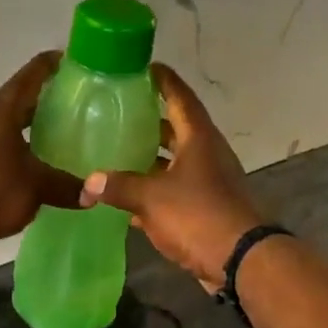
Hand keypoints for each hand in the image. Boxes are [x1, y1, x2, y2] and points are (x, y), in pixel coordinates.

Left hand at [0, 50, 82, 255]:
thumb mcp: (36, 186)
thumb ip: (67, 186)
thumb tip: (95, 193)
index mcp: (1, 111)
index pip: (30, 76)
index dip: (52, 64)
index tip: (76, 60)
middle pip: (19, 100)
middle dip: (47, 99)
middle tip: (78, 102)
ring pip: (9, 125)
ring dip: (32, 127)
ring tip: (62, 134)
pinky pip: (1, 147)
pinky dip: (20, 149)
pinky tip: (36, 166)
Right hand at [79, 63, 263, 290]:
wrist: (240, 260)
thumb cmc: (198, 215)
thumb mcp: (151, 197)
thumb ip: (118, 186)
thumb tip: (87, 182)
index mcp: (198, 139)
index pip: (180, 97)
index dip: (163, 81)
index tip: (144, 67)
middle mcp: (205, 154)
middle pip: (175, 129)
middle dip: (149, 120)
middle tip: (118, 111)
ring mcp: (207, 182)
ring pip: (172, 162)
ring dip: (148, 158)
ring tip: (115, 151)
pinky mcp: (203, 209)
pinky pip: (173, 191)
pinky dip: (152, 190)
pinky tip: (125, 195)